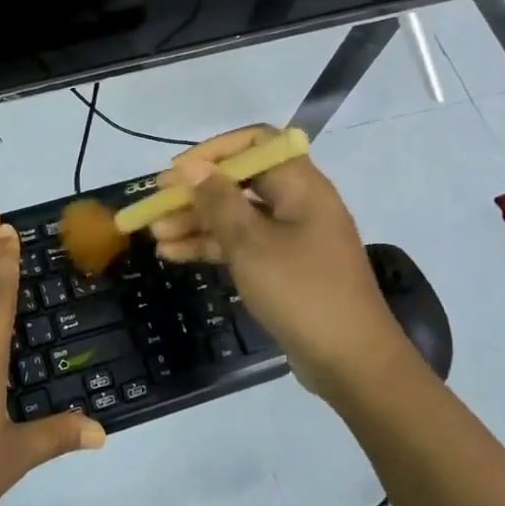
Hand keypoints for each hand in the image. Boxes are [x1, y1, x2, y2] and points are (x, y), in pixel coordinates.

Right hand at [152, 127, 414, 401]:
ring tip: (154, 235)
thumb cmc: (301, 291)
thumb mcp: (251, 243)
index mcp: (300, 185)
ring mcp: (291, 237)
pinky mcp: (283, 267)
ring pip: (236, 216)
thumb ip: (218, 201)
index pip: (256, 143)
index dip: (214, 151)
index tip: (178, 171)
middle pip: (239, 182)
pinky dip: (211, 246)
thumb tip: (191, 167)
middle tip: (154, 206)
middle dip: (195, 193)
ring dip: (196, 222)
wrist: (351, 362)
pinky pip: (242, 245)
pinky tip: (173, 255)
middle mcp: (297, 203)